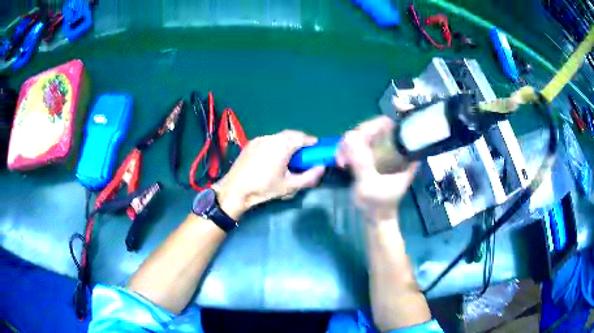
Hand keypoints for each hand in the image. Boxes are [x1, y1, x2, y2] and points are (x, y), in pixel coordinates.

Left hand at [212, 130, 324, 219]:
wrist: (235, 189)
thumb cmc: (264, 188)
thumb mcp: (289, 186)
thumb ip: (309, 177)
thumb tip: (322, 167)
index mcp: (281, 146)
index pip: (301, 138)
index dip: (311, 141)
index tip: (317, 147)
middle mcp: (271, 138)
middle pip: (290, 134)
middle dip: (300, 139)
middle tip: (305, 151)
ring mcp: (259, 139)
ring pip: (278, 136)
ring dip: (288, 141)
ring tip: (291, 154)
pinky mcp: (251, 143)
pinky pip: (268, 139)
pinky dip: (276, 143)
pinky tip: (274, 155)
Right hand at [336, 116, 417, 221]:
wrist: (375, 218)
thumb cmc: (378, 204)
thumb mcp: (370, 185)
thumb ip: (362, 162)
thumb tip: (349, 135)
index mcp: (404, 153)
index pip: (391, 126)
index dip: (374, 124)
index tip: (359, 134)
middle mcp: (394, 147)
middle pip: (374, 127)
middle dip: (356, 137)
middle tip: (345, 152)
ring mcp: (382, 151)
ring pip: (363, 135)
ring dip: (348, 144)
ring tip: (341, 161)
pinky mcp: (372, 156)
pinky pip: (357, 144)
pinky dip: (347, 149)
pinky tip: (342, 162)